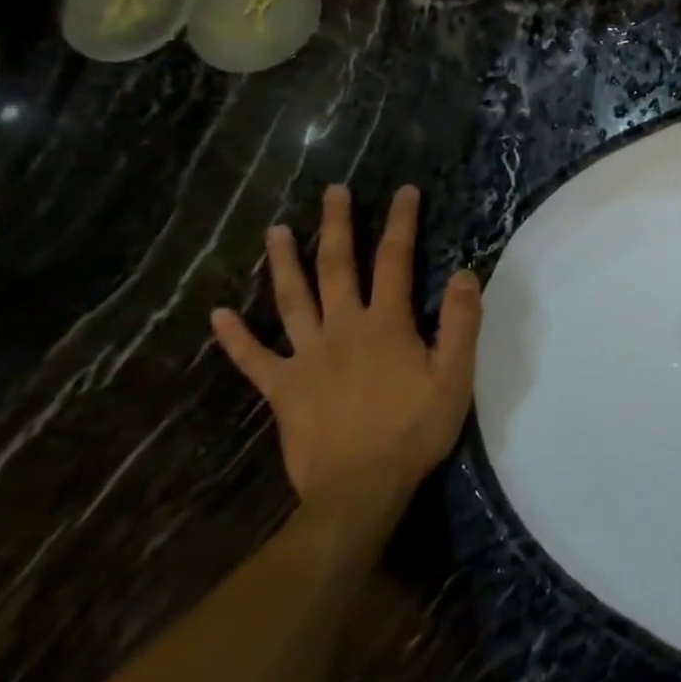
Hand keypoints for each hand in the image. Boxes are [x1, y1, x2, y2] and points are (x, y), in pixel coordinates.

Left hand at [212, 185, 481, 528]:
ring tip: (275, 231)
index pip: (395, 260)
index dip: (401, 223)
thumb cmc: (414, 429)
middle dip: (336, 226)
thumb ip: (460, 322)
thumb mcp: (454, 375)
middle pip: (336, 268)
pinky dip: (234, 337)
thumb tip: (463, 273)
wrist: (359, 490)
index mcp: (385, 324)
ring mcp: (306, 359)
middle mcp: (342, 329)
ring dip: (282, 263)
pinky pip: (253, 359)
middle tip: (331, 192)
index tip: (404, 191)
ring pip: (291, 301)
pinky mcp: (282, 390)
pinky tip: (217, 314)